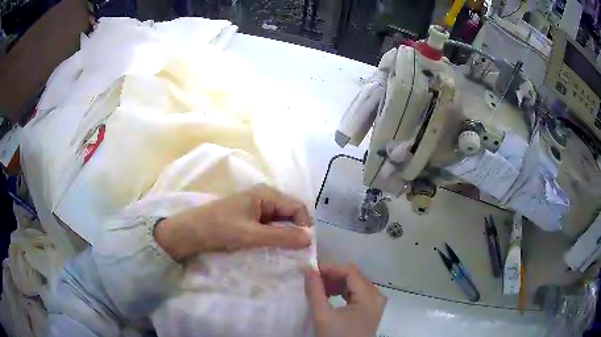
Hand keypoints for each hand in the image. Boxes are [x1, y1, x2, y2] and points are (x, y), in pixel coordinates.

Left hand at [154, 184, 311, 260]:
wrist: (189, 232)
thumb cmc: (219, 229)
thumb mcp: (252, 234)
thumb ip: (281, 236)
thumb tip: (311, 238)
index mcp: (266, 193)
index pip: (297, 207)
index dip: (304, 226)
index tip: (303, 248)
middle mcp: (264, 196)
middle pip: (290, 213)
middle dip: (295, 232)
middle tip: (295, 253)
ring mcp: (256, 207)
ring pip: (281, 221)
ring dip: (284, 236)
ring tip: (284, 253)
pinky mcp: (249, 217)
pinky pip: (270, 226)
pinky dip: (274, 237)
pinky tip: (271, 248)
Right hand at [304, 264, 385, 336]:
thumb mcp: (323, 315)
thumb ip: (315, 291)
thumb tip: (308, 269)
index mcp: (369, 296)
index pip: (350, 271)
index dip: (330, 268)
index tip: (311, 271)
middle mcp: (376, 297)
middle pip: (354, 277)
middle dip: (332, 276)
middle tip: (313, 280)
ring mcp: (375, 304)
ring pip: (355, 285)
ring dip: (337, 284)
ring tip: (319, 289)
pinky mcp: (370, 311)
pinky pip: (357, 294)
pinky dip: (342, 292)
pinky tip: (329, 296)